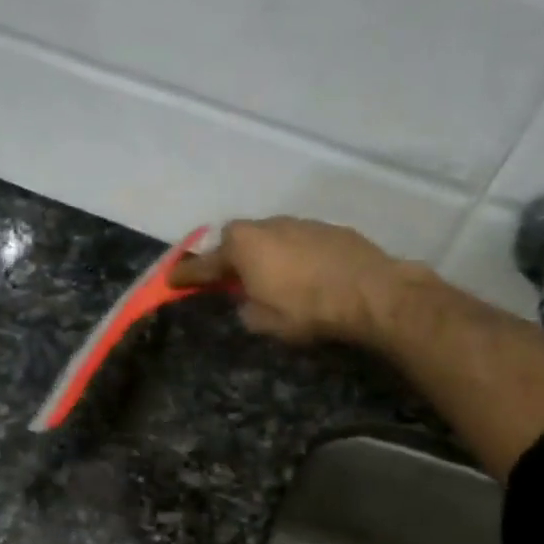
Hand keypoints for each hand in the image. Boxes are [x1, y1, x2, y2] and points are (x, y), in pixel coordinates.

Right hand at [169, 217, 411, 344]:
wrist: (372, 293)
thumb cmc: (307, 309)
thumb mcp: (264, 321)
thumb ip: (245, 307)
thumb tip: (246, 300)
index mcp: (242, 246)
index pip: (204, 263)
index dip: (187, 276)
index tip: (171, 281)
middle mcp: (267, 225)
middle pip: (238, 240)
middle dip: (232, 257)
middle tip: (232, 279)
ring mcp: (300, 223)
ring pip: (271, 237)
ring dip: (267, 255)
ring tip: (276, 279)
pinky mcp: (330, 229)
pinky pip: (300, 241)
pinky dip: (296, 255)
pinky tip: (308, 275)